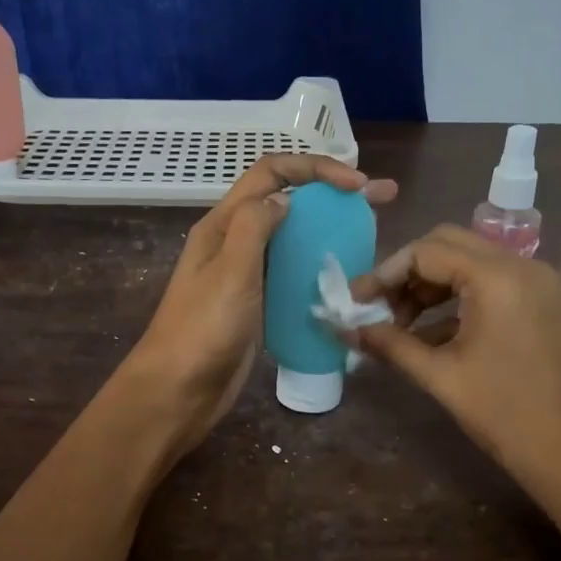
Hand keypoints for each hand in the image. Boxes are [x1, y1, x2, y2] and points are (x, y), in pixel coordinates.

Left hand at [120, 154, 397, 462]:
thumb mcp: (230, 271)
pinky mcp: (257, 305)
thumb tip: (285, 199)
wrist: (179, 392)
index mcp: (222, 225)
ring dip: (329, 229)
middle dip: (331, 194)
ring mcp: (246, 275)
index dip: (315, 168)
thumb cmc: (202, 330)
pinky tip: (346, 275)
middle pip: (286, 201)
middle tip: (382, 199)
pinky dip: (318, 266)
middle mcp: (234, 242)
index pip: (271, 174)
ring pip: (291, 238)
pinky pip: (292, 274)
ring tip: (371, 233)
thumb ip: (255, 226)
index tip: (358, 184)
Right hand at [351, 226, 560, 543]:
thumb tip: (348, 331)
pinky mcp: (540, 302)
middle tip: (377, 307)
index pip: (426, 252)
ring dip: (430, 286)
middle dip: (406, 273)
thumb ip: (391, 345)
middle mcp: (520, 265)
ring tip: (399, 325)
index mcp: (496, 277)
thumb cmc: (503, 413)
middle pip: (447, 246)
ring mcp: (535, 283)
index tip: (356, 301)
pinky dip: (455, 300)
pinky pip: (489, 284)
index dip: (384, 273)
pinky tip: (428, 335)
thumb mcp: (440, 376)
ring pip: (468, 263)